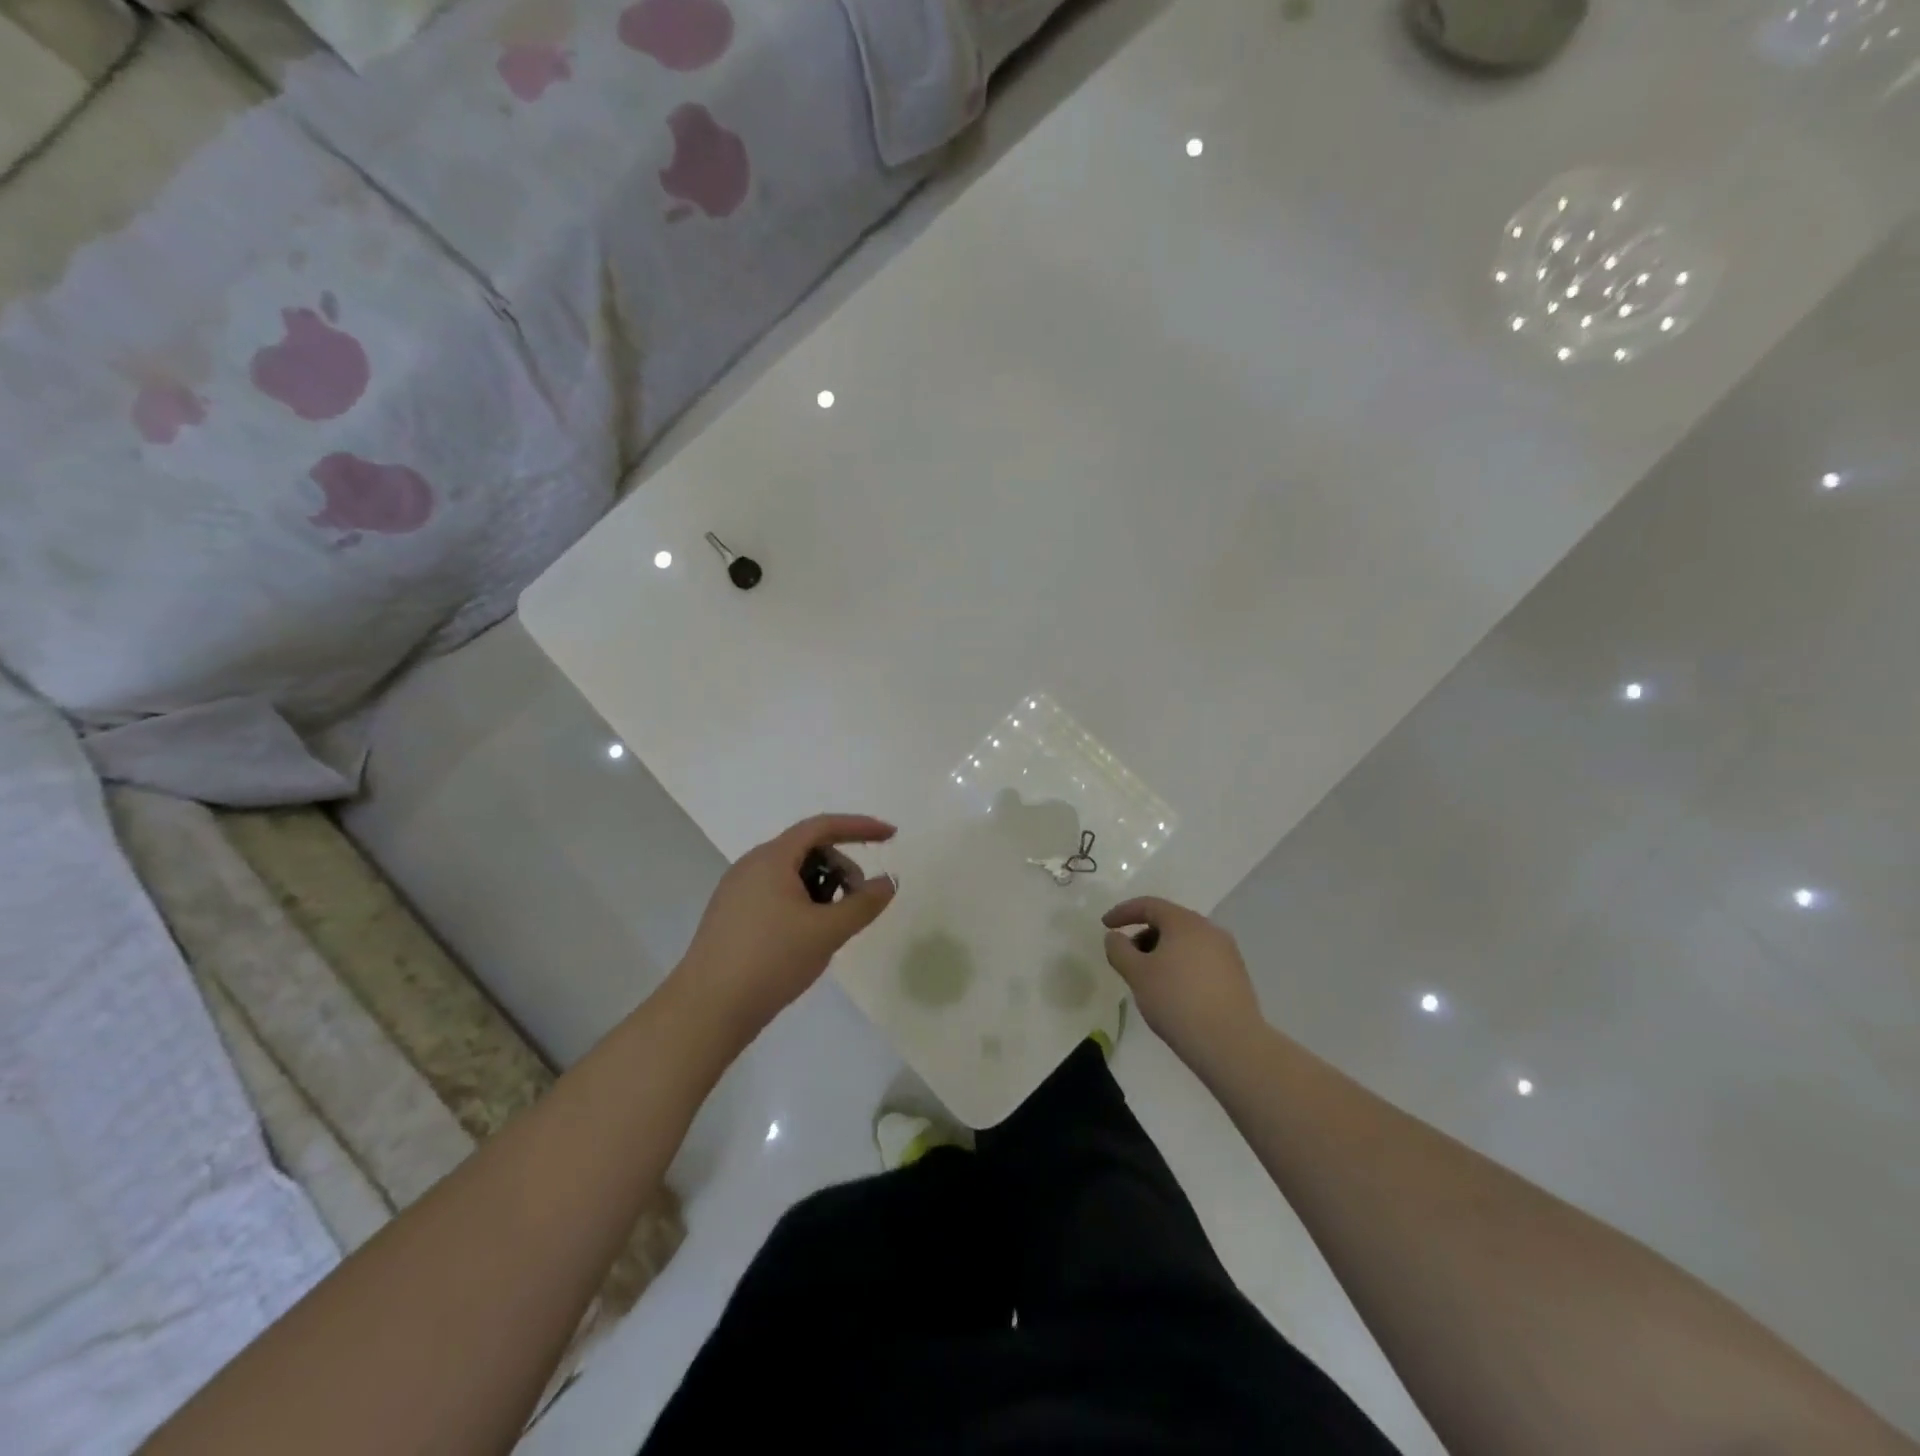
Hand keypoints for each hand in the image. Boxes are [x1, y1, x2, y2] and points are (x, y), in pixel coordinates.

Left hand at [676, 814, 897, 1043]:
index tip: (891, 835)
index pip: (823, 827)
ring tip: (833, 924)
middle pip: (807, 849)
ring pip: (791, 874)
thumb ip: (863, 903)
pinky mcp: (731, 916)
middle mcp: (751, 865)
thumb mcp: (827, 931)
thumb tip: (888, 881)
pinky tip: (808, 936)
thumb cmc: (771, 960)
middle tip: (859, 901)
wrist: (707, 1010)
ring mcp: (737, 891)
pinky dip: (802, 902)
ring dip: (822, 888)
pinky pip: (775, 893)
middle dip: (841, 867)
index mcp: (772, 858)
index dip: (860, 828)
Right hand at [1102, 897, 1263, 1069]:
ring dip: (1162, 952)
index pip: (1149, 905)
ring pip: (1186, 942)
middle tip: (1127, 958)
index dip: (1123, 912)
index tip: (1105, 925)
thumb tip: (1114, 937)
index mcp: (1185, 922)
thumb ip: (1119, 950)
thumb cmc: (1177, 1001)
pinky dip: (1181, 966)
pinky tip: (1173, 992)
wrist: (1231, 1044)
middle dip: (1143, 935)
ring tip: (1148, 979)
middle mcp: (1209, 930)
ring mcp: (1227, 953)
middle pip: (1169, 922)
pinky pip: (1200, 960)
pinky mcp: (1236, 976)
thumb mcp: (1137, 974)